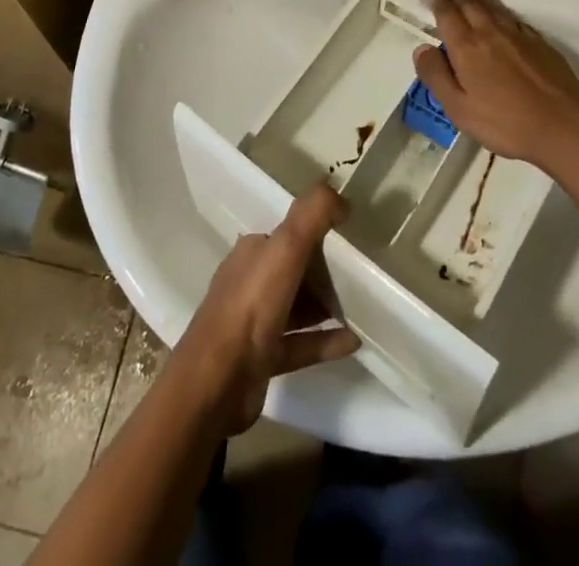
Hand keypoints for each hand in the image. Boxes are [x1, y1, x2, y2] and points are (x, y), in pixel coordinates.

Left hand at [168, 184, 360, 434]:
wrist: (216, 382)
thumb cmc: (251, 306)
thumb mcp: (285, 249)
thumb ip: (312, 215)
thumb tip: (342, 196)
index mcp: (252, 253)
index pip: (288, 236)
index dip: (317, 235)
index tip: (349, 241)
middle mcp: (250, 282)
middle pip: (294, 271)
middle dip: (324, 273)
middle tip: (360, 278)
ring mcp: (255, 323)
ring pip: (297, 307)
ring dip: (325, 306)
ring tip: (362, 309)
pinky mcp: (263, 358)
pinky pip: (301, 343)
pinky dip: (325, 341)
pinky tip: (353, 342)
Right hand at [415, 0, 578, 176]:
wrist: (564, 126)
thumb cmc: (505, 123)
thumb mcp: (459, 109)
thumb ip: (436, 76)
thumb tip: (422, 48)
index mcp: (466, 46)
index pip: (446, 13)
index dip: (436, 1)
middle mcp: (489, 31)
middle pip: (469, 2)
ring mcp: (517, 34)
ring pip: (492, 5)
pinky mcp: (539, 42)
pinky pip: (512, 17)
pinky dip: (499, 10)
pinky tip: (499, 15)